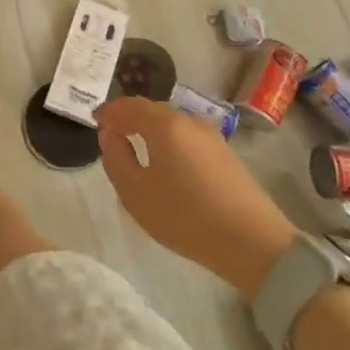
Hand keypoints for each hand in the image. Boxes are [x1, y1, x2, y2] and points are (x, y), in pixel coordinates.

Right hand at [96, 96, 298, 297]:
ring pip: (172, 124)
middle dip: (129, 118)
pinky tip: (168, 163)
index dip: (109, 112)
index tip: (95, 122)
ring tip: (138, 150)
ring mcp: (211, 136)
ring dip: (151, 130)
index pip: (128, 106)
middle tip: (113, 135)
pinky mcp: (226, 154)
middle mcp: (188, 121)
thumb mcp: (135, 192)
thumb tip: (111, 136)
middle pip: (151, 110)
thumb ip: (115, 158)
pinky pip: (188, 138)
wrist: (254, 243)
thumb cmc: (186, 216)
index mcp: (163, 124)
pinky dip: (171, 142)